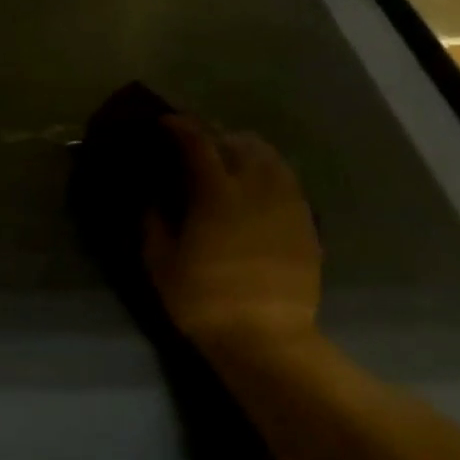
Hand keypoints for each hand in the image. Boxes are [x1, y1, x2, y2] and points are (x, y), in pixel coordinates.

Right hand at [142, 115, 322, 354]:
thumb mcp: (160, 263)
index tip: (165, 123)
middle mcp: (257, 186)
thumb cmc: (203, 299)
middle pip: (238, 141)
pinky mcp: (306, 222)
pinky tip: (258, 190)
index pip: (197, 142)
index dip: (179, 127)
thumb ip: (153, 222)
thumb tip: (152, 197)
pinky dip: (269, 174)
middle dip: (215, 135)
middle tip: (197, 145)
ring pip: (270, 157)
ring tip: (230, 162)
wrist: (265, 337)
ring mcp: (288, 203)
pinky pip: (288, 181)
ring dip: (246, 150)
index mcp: (216, 192)